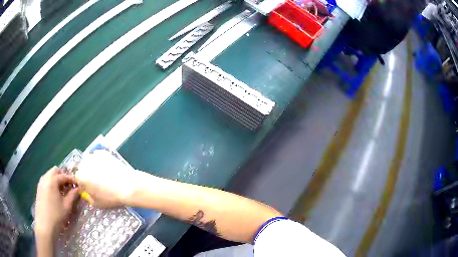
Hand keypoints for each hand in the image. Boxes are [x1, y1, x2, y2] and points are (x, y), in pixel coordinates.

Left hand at [35, 167, 78, 236]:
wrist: (45, 225)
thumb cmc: (57, 215)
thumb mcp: (67, 206)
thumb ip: (72, 195)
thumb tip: (78, 189)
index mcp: (52, 181)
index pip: (64, 176)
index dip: (72, 179)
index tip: (78, 184)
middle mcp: (45, 178)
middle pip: (55, 170)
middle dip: (63, 175)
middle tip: (70, 184)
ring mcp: (41, 183)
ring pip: (49, 174)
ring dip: (57, 178)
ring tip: (63, 188)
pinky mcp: (39, 189)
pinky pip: (46, 180)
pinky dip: (51, 182)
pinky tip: (55, 191)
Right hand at [76, 150, 139, 207]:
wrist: (127, 186)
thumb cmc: (110, 197)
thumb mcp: (96, 203)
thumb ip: (88, 197)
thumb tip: (86, 193)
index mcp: (81, 177)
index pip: (78, 179)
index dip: (84, 184)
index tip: (90, 188)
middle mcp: (84, 164)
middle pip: (83, 168)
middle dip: (87, 174)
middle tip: (97, 181)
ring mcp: (94, 156)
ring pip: (89, 161)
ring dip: (93, 166)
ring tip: (103, 174)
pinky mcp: (103, 152)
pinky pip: (98, 156)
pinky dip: (100, 161)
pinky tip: (107, 167)